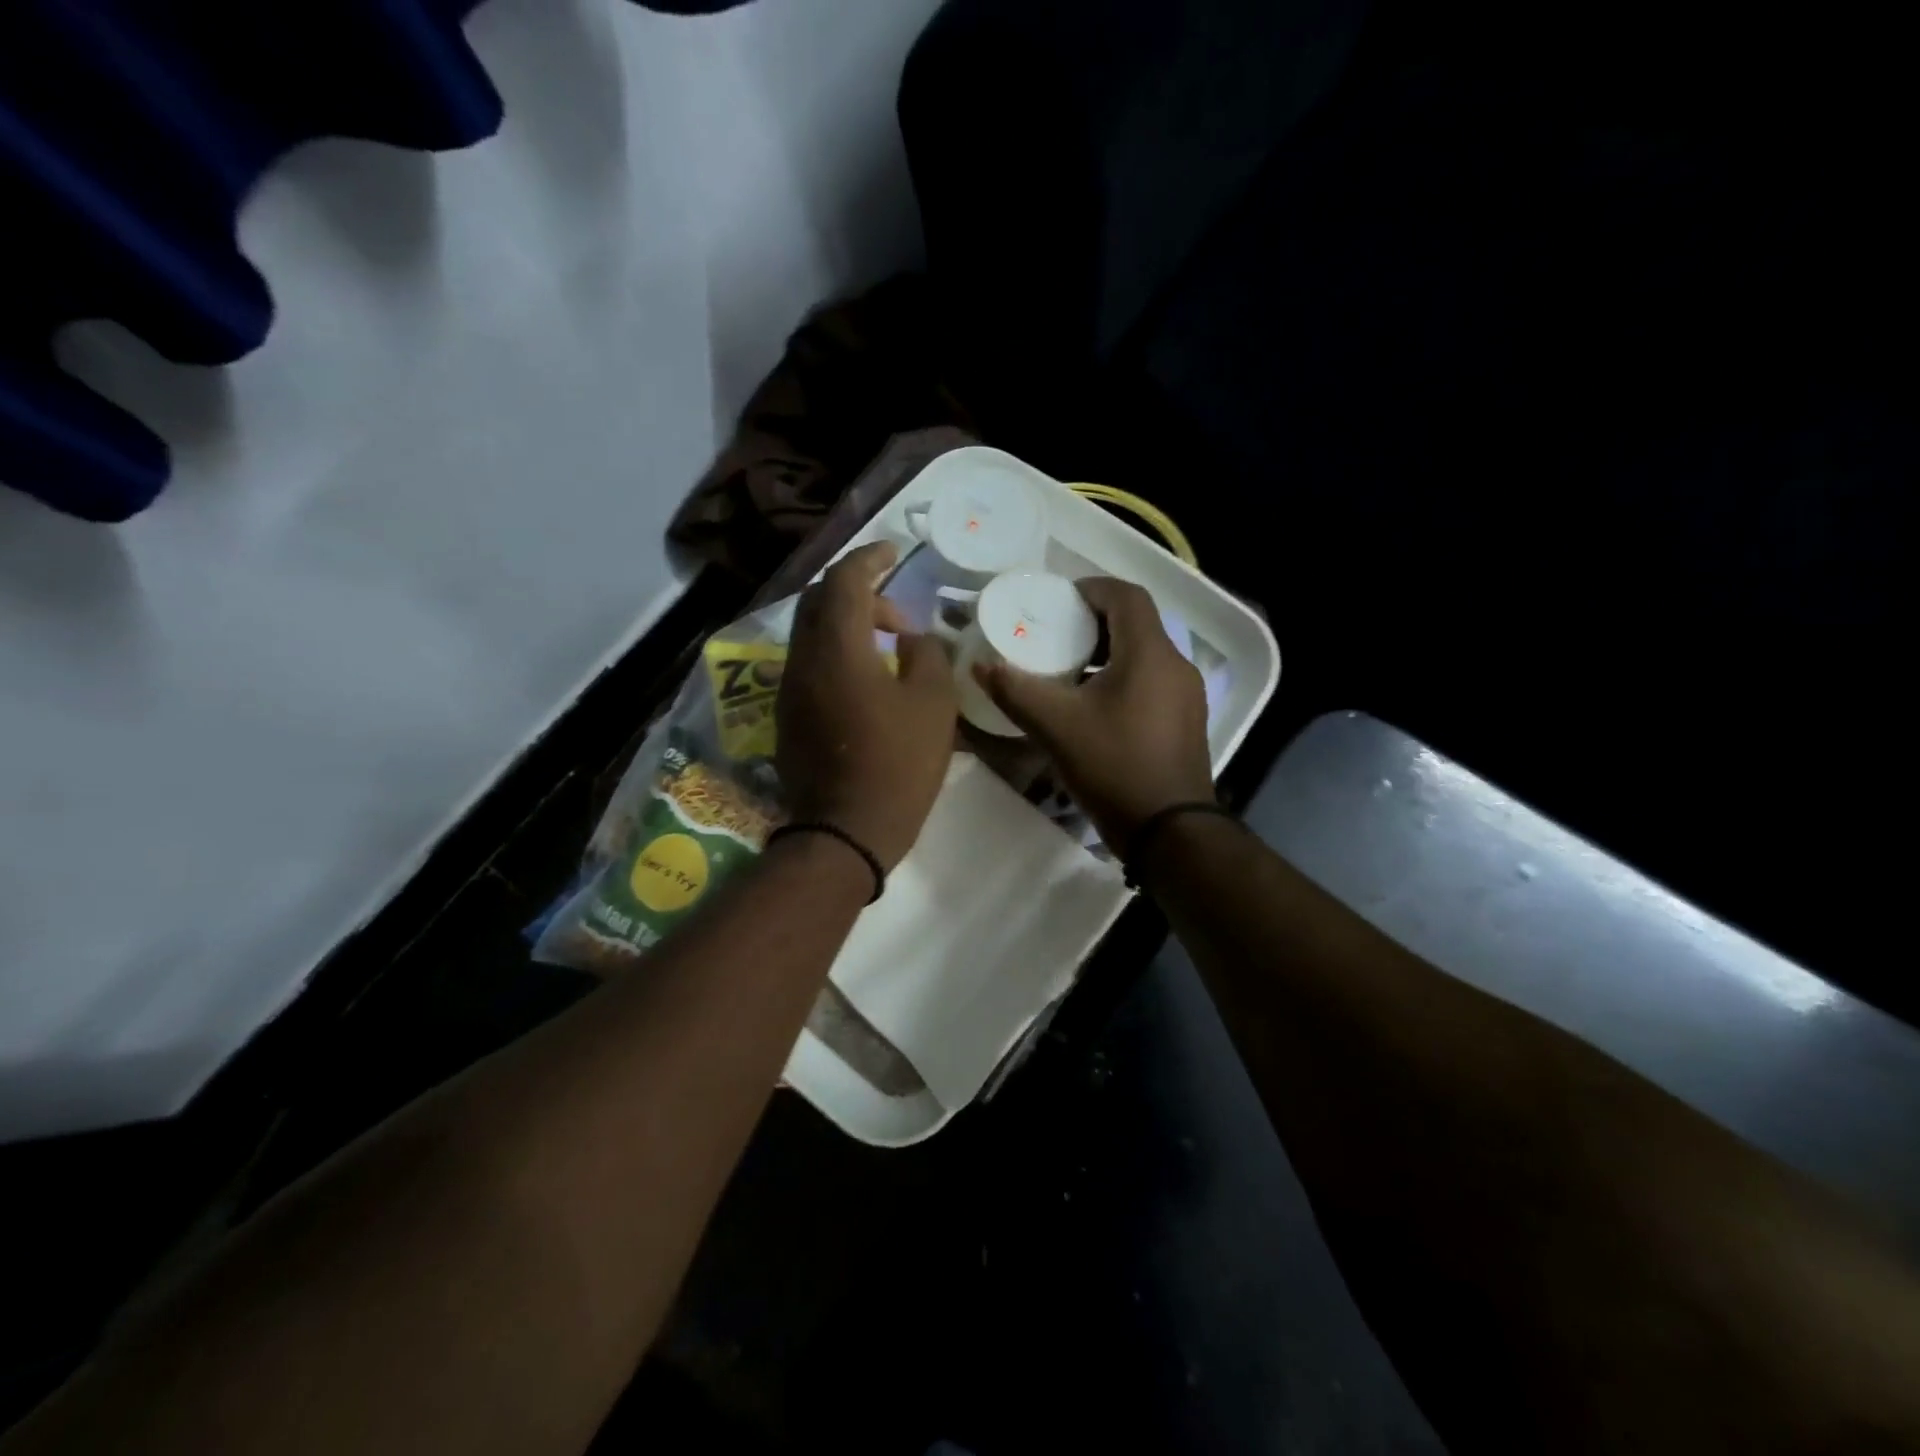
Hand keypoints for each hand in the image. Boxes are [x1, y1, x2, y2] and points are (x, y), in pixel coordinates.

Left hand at [777, 542, 958, 869]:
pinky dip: (835, 652)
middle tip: (897, 615)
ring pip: (811, 632)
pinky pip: (809, 662)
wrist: (846, 832)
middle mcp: (802, 658)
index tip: (894, 553)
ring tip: (886, 647)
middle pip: (820, 600)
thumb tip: (909, 640)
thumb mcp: (934, 705)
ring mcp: (789, 688)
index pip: (845, 579)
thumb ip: (926, 655)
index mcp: (837, 648)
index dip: (870, 558)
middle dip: (858, 591)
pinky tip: (865, 678)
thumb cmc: (898, 766)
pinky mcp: (787, 714)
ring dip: (846, 624)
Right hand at [975, 577, 1214, 850]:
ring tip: (1068, 670)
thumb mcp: (1057, 726)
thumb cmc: (1114, 766)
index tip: (1058, 600)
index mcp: (1150, 654)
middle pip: (1137, 624)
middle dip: (1095, 622)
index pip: (1126, 596)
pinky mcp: (1185, 721)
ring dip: (1108, 653)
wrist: (1169, 831)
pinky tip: (1093, 707)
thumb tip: (981, 666)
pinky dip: (1122, 678)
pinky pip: (1152, 682)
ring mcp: (1186, 695)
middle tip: (1056, 634)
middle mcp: (1175, 665)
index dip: (1092, 589)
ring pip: (1145, 655)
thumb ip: (1016, 691)